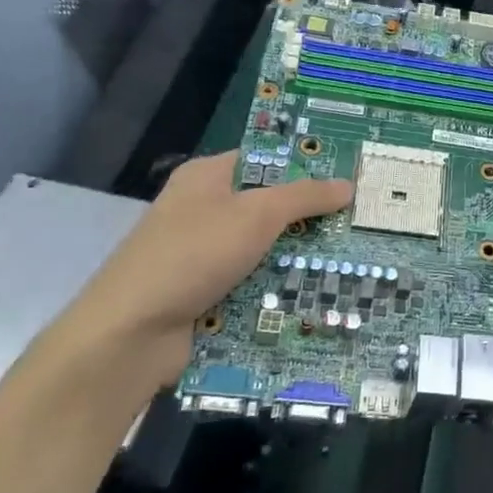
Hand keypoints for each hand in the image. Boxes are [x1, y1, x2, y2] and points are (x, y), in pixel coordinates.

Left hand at [43, 152, 351, 392]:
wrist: (130, 333)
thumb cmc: (193, 255)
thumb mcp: (256, 214)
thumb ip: (304, 197)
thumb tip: (347, 185)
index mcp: (207, 177)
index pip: (266, 159)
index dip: (307, 165)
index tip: (350, 177)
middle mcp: (204, 210)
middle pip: (269, 207)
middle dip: (311, 218)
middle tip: (361, 223)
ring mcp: (204, 255)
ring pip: (265, 250)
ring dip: (299, 259)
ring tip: (354, 262)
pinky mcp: (206, 294)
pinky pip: (253, 284)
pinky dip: (279, 290)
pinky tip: (319, 296)